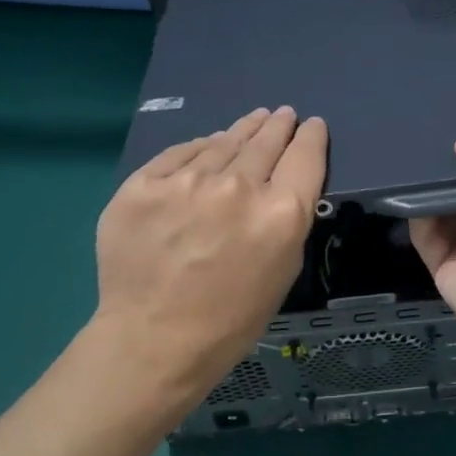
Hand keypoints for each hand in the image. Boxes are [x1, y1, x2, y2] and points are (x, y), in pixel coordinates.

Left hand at [88, 107, 326, 405]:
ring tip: (253, 120)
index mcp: (281, 212)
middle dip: (278, 126)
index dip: (311, 136)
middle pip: (266, 141)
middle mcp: (239, 187)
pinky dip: (199, 150)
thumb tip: (280, 179)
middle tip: (282, 114)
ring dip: (242, 130)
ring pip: (223, 141)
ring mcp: (187, 182)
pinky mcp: (144, 184)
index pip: (305, 156)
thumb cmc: (232, 317)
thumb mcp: (284, 267)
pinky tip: (208, 145)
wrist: (154, 340)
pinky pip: (180, 154)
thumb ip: (288, 217)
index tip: (311, 125)